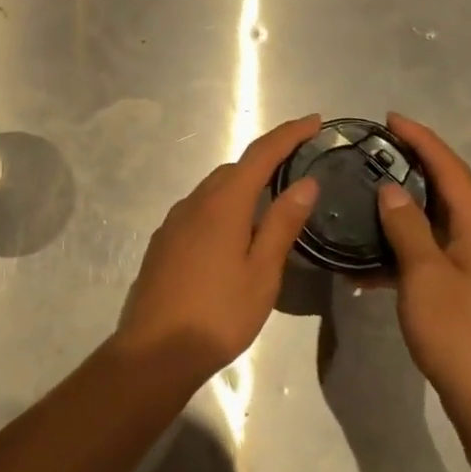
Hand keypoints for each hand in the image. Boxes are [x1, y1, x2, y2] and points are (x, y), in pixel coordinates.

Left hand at [114, 114, 322, 382]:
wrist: (155, 350)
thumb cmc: (219, 313)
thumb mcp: (262, 272)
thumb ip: (283, 224)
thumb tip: (306, 182)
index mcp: (222, 204)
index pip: (260, 155)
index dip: (288, 135)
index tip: (314, 121)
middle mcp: (194, 203)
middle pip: (234, 169)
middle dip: (267, 159)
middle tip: (299, 163)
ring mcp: (173, 223)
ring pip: (213, 189)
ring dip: (243, 184)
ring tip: (272, 197)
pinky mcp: (163, 243)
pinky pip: (198, 210)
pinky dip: (223, 206)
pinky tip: (235, 231)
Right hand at [375, 114, 470, 421]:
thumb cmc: (460, 334)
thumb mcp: (425, 276)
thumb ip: (407, 229)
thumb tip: (392, 189)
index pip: (451, 170)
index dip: (422, 141)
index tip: (391, 118)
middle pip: (449, 193)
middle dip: (413, 170)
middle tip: (374, 156)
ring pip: (439, 228)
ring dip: (405, 215)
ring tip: (366, 205)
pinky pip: (436, 258)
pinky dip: (407, 253)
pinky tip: (372, 268)